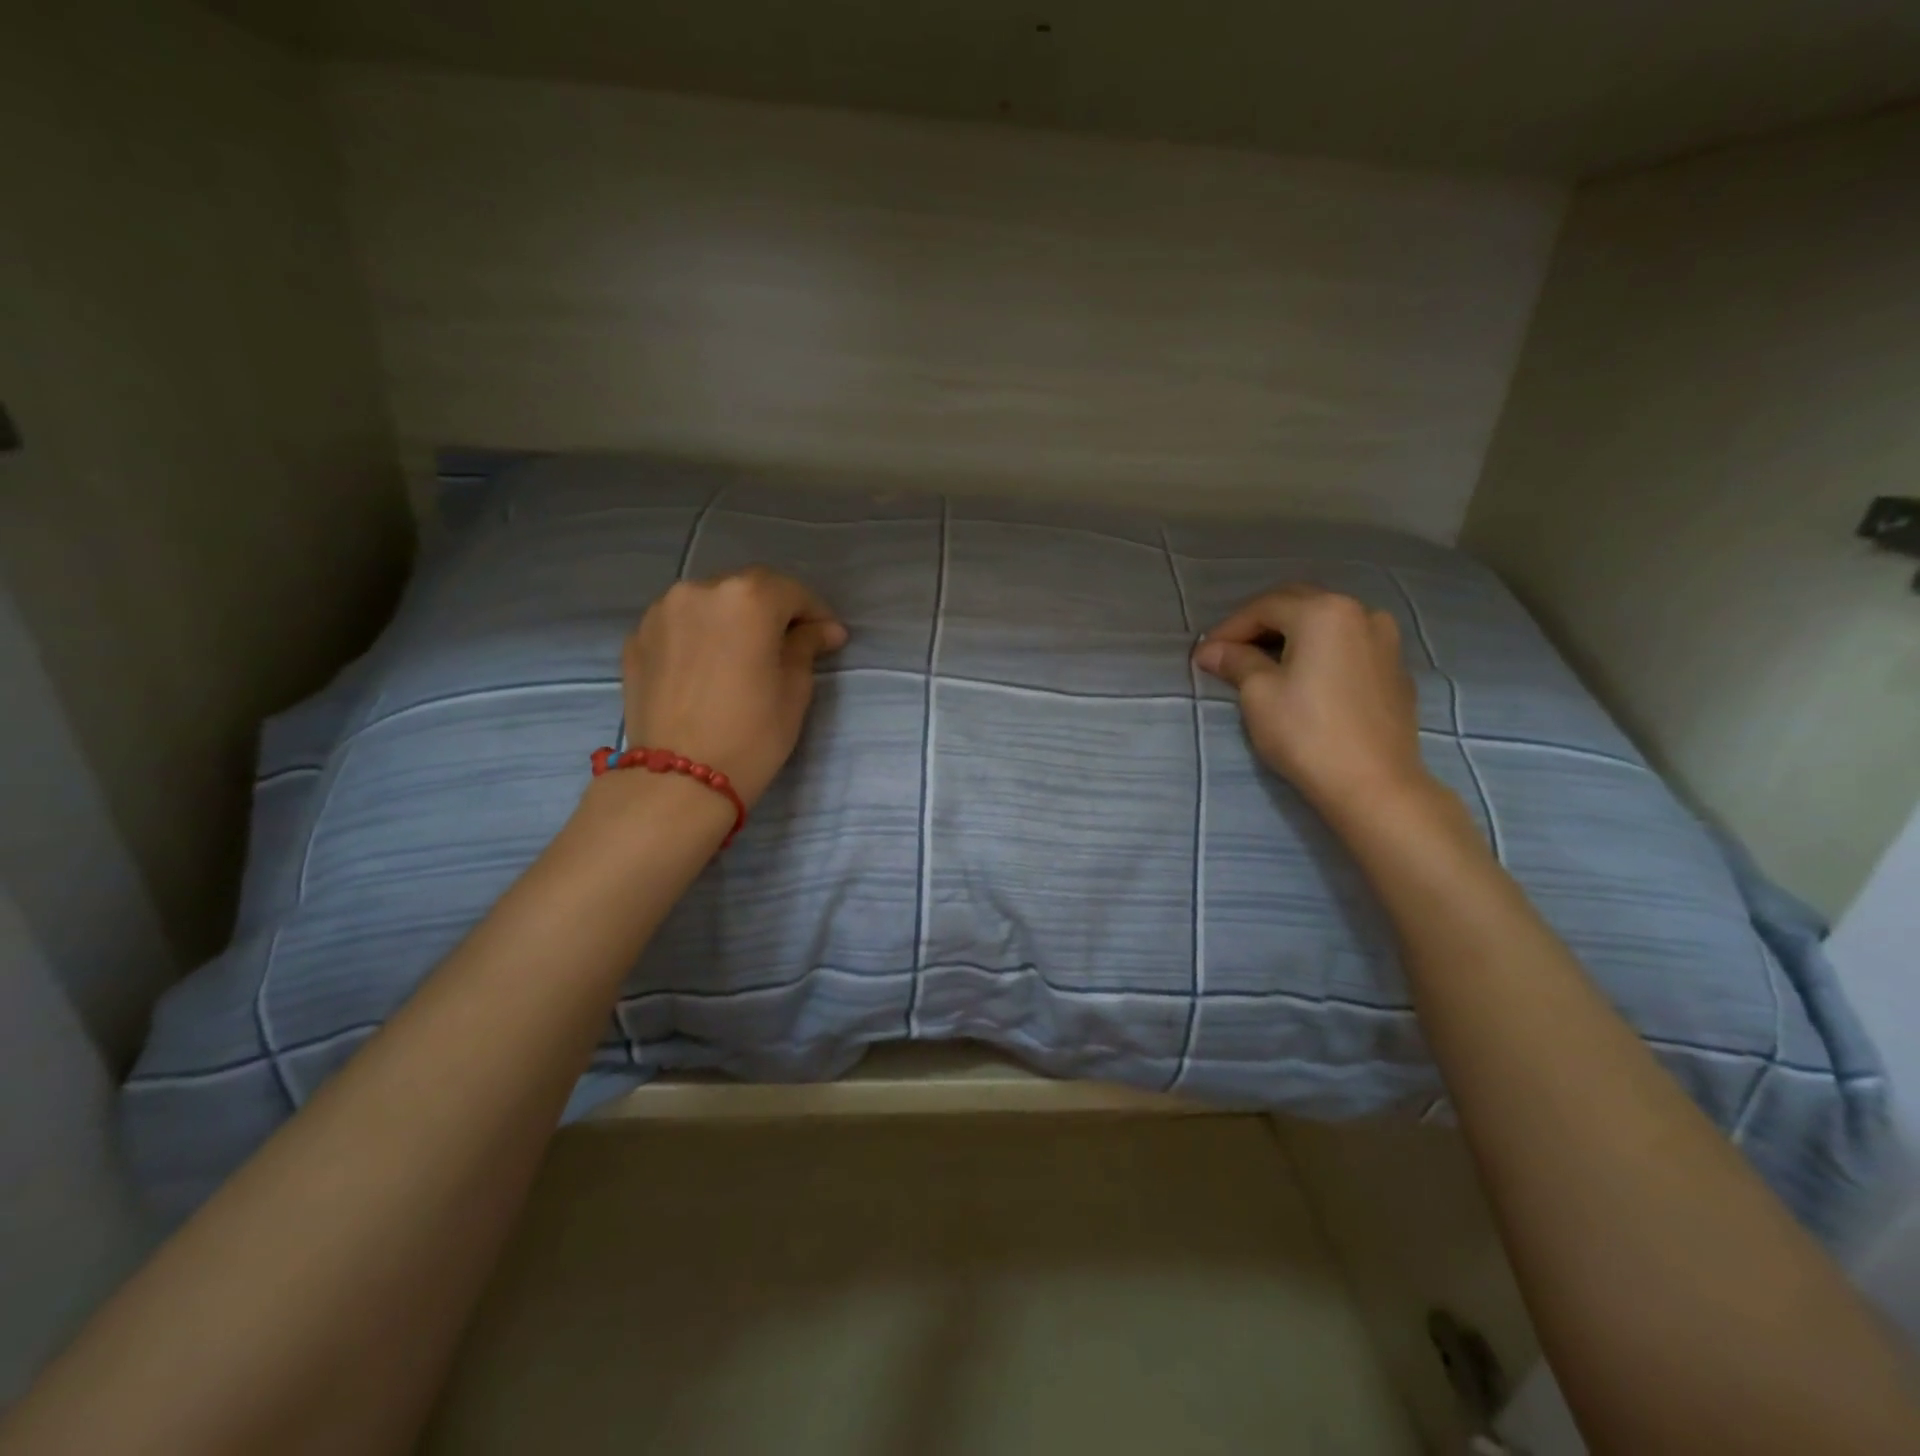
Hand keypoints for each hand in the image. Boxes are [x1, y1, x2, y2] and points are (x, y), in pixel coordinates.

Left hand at [621, 567, 847, 806]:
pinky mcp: (637, 638)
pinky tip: (709, 668)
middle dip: (772, 610)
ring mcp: (661, 612)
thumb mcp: (794, 690)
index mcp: (747, 599)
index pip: (791, 591)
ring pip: (710, 604)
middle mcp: (699, 590)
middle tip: (789, 643)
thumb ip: (806, 646)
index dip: (814, 612)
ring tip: (744, 655)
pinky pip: (680, 626)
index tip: (828, 636)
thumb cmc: (751, 735)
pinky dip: (700, 636)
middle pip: (747, 589)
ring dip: (732, 620)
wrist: (678, 782)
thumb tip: (824, 630)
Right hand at [1192, 585, 1430, 819]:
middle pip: (1299, 605)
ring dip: (1293, 635)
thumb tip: (1211, 650)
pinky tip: (1305, 677)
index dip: (1229, 629)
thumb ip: (1236, 661)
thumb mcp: (1259, 694)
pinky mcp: (1395, 670)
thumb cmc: (1306, 733)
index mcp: (1324, 612)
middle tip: (1230, 652)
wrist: (1373, 784)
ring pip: (1327, 623)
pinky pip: (1349, 646)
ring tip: (1266, 662)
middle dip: (1261, 624)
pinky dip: (1321, 652)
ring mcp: (1385, 640)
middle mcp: (1361, 613)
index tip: (1205, 655)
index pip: (1264, 607)